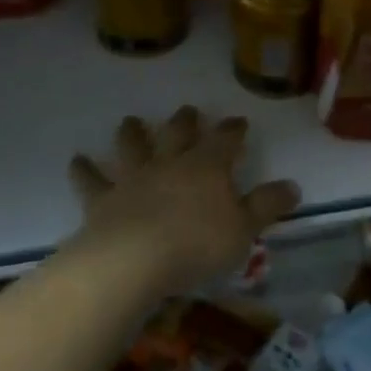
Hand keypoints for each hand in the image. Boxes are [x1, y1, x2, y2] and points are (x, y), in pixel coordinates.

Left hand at [69, 106, 299, 292]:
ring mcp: (134, 179)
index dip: (233, 130)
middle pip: (178, 134)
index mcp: (207, 166)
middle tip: (188, 110)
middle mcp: (170, 163)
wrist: (133, 260)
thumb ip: (268, 206)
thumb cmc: (196, 243)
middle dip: (186, 121)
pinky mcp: (103, 200)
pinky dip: (84, 170)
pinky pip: (92, 181)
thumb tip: (294, 186)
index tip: (239, 122)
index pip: (225, 140)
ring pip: (134, 148)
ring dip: (133, 133)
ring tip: (130, 121)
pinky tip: (76, 161)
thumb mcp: (244, 228)